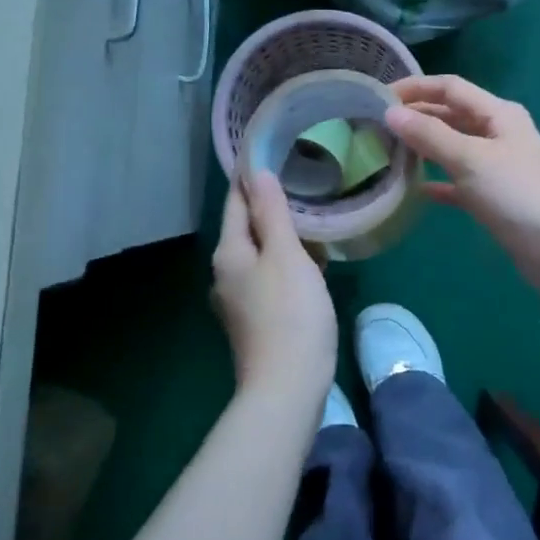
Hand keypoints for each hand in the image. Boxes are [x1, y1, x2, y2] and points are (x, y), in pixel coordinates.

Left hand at [211, 171, 337, 401]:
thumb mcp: (286, 255)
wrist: (288, 387)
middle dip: (270, 208)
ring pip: (261, 256)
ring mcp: (239, 301)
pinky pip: (270, 279)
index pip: (236, 203)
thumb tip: (258, 173)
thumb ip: (272, 213)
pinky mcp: (256, 321)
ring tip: (313, 221)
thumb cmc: (290, 314)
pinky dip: (289, 265)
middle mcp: (226, 274)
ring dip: (283, 238)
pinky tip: (314, 266)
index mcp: (229, 253)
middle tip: (301, 183)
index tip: (268, 153)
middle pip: (247, 230)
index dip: (250, 178)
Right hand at [384, 75, 539, 298]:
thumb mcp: (471, 159)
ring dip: (422, 147)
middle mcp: (497, 134)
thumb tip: (390, 113)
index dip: (415, 87)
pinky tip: (412, 189)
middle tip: (374, 125)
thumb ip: (430, 135)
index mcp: (498, 114)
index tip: (377, 96)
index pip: (451, 87)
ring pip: (451, 148)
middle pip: (450, 115)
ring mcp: (495, 166)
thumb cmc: (517, 194)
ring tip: (385, 151)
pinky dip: (436, 181)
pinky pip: (457, 181)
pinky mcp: (492, 197)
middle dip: (415, 117)